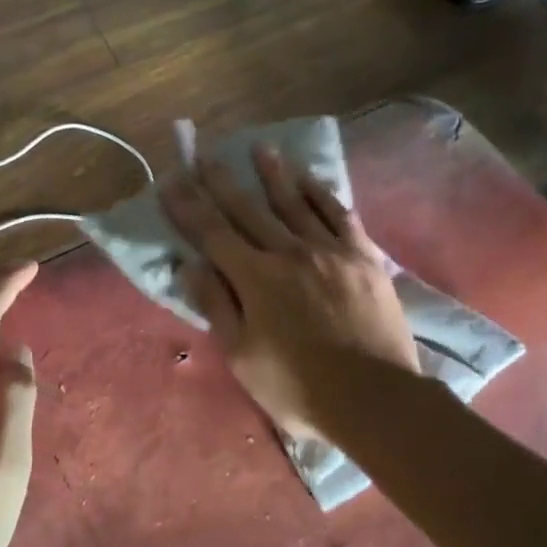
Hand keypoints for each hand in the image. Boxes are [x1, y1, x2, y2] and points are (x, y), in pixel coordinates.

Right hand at [161, 146, 415, 440]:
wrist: (375, 398)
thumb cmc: (298, 388)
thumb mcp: (242, 356)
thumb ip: (217, 306)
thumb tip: (191, 265)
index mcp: (255, 279)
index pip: (212, 233)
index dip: (188, 206)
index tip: (171, 180)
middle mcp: (289, 253)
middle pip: (249, 209)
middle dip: (222, 181)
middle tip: (206, 154)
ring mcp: (330, 251)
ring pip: (295, 203)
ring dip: (274, 175)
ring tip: (260, 148)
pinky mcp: (363, 257)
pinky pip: (339, 215)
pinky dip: (321, 194)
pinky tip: (310, 180)